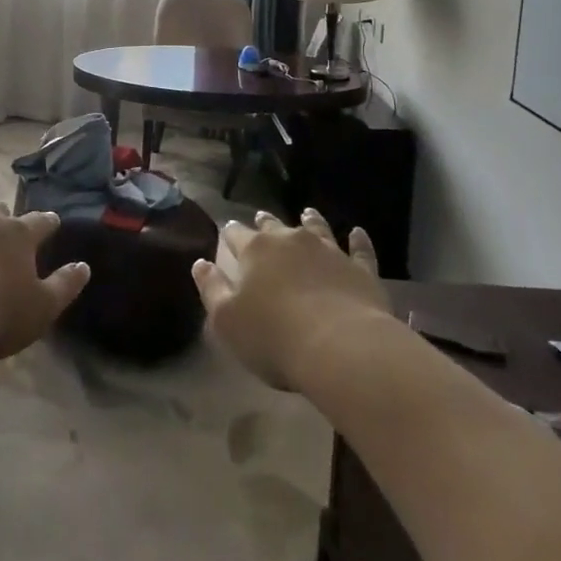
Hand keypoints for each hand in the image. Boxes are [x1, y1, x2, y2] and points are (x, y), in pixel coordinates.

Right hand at [194, 209, 390, 390]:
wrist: (341, 348)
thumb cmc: (274, 337)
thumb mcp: (226, 320)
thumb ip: (211, 288)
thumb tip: (200, 263)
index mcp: (255, 250)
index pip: (236, 234)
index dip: (230, 233)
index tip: (227, 232)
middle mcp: (290, 240)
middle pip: (274, 225)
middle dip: (265, 222)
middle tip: (262, 218)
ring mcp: (329, 251)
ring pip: (316, 228)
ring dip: (310, 220)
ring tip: (307, 213)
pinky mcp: (360, 269)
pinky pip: (360, 249)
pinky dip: (358, 240)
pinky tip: (358, 233)